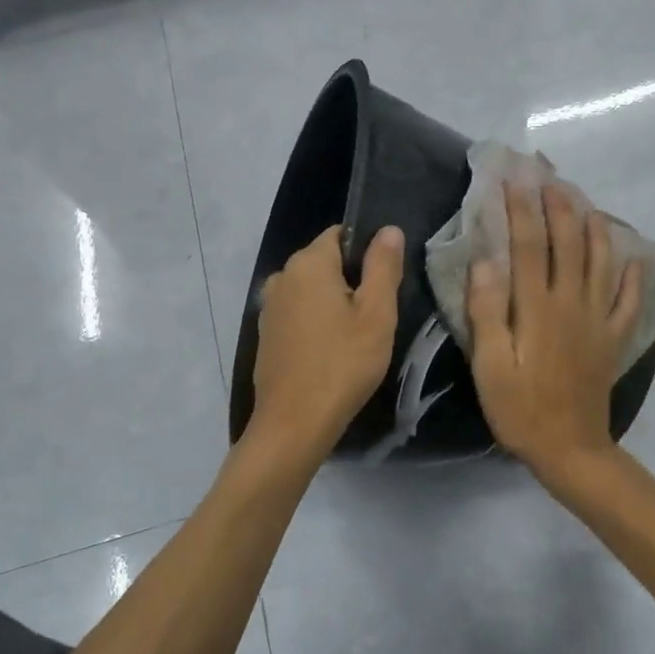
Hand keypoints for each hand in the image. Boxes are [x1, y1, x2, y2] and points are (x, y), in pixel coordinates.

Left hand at [251, 224, 404, 454]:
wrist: (294, 423)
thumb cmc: (343, 364)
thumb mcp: (376, 314)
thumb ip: (383, 266)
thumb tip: (388, 229)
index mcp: (308, 263)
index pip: (341, 235)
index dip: (367, 253)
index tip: (385, 284)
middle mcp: (281, 277)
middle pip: (325, 263)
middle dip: (351, 281)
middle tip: (376, 317)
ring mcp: (269, 308)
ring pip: (311, 292)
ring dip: (333, 305)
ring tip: (356, 338)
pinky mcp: (266, 335)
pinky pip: (298, 315)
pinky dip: (316, 324)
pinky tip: (331, 353)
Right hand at [467, 184, 643, 482]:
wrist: (570, 449)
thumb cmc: (521, 409)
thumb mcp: (490, 366)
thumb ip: (487, 312)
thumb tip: (485, 261)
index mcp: (537, 308)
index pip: (528, 246)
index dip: (521, 209)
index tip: (514, 179)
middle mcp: (572, 304)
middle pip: (569, 245)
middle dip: (560, 208)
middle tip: (551, 178)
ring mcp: (598, 321)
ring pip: (602, 263)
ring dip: (595, 230)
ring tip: (588, 205)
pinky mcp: (613, 340)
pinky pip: (629, 301)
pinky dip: (633, 277)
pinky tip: (635, 260)